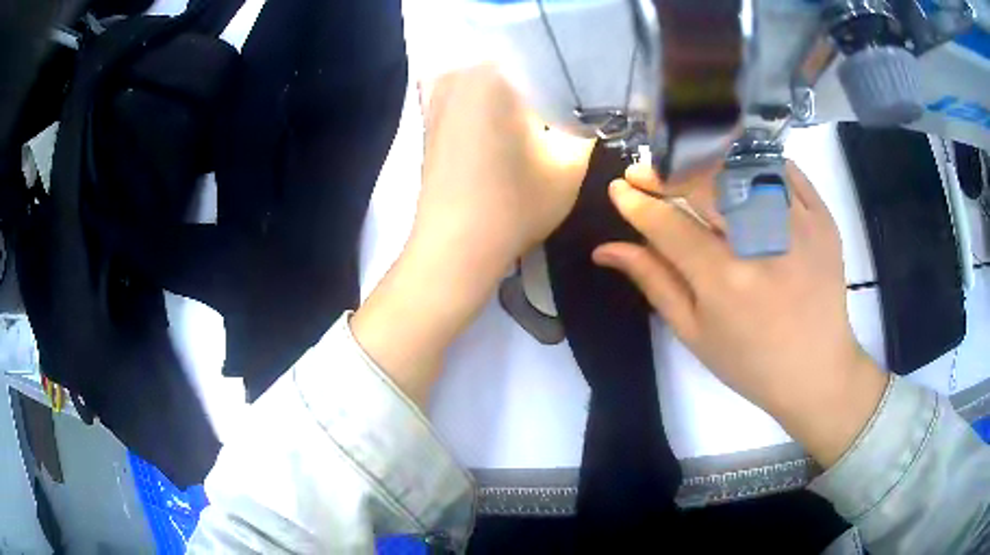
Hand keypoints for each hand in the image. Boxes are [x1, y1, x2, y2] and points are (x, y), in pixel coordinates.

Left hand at [414, 64, 594, 273]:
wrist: (454, 246)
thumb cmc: (515, 204)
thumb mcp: (569, 166)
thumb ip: (586, 127)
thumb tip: (591, 110)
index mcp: (492, 72)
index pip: (543, 56)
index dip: (571, 74)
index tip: (587, 93)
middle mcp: (459, 74)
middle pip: (515, 65)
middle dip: (543, 83)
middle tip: (569, 104)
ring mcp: (438, 96)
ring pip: (491, 81)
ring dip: (517, 95)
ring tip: (541, 117)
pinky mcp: (429, 120)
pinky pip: (469, 97)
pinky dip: (490, 107)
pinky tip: (508, 129)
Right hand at [593, 162, 887, 466]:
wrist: (816, 369)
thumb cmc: (750, 362)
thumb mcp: (694, 332)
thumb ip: (653, 281)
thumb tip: (606, 248)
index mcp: (724, 281)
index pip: (667, 224)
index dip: (637, 203)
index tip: (619, 189)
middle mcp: (761, 243)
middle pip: (702, 183)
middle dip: (665, 174)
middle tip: (645, 176)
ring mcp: (797, 223)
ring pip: (739, 166)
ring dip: (704, 163)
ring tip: (686, 173)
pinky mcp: (821, 216)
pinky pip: (782, 169)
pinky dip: (752, 162)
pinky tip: (735, 171)